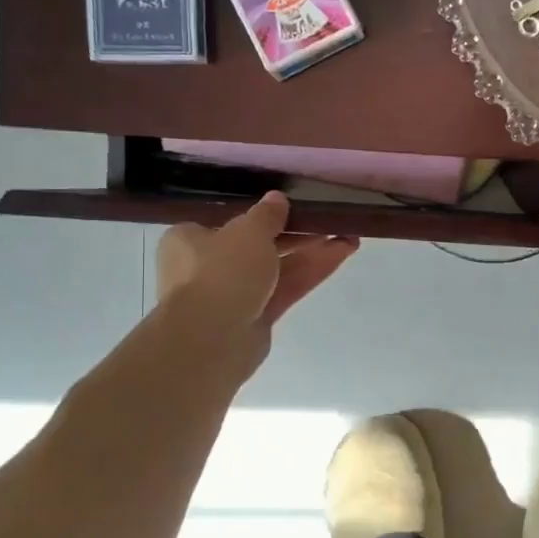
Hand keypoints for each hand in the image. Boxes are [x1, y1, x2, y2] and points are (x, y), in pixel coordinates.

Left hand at [155, 193, 357, 378]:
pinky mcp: (256, 318)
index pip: (226, 223)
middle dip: (296, 235)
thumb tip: (277, 198)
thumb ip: (267, 214)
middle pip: (258, 246)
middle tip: (328, 222)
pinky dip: (311, 273)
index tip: (291, 210)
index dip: (261, 216)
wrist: (212, 339)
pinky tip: (341, 255)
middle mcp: (207, 267)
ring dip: (311, 253)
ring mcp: (234, 296)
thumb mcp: (248, 231)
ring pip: (277, 269)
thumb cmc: (221, 272)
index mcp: (190, 240)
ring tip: (348, 238)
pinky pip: (286, 289)